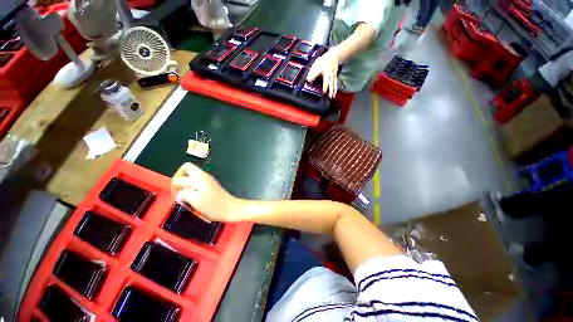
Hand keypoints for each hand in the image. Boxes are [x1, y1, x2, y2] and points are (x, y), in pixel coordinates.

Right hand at [171, 162, 238, 221]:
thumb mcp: (197, 202)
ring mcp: (208, 180)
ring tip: (186, 196)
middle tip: (179, 191)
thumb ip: (185, 194)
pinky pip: (196, 182)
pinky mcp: (210, 185)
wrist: (231, 208)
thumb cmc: (214, 207)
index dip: (176, 183)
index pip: (182, 171)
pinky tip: (193, 198)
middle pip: (187, 168)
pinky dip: (191, 187)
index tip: (177, 194)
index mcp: (200, 178)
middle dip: (179, 178)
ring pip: (191, 176)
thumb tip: (179, 193)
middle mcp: (204, 176)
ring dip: (185, 184)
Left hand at [306, 47, 340, 98]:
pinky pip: (335, 84)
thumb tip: (307, 79)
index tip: (309, 80)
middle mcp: (327, 73)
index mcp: (322, 68)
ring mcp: (332, 75)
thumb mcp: (316, 63)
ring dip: (331, 91)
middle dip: (325, 87)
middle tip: (324, 92)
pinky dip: (335, 89)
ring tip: (331, 96)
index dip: (313, 76)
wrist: (335, 55)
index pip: (316, 73)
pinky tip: (334, 94)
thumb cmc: (324, 60)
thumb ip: (311, 71)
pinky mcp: (335, 77)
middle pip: (326, 81)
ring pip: (332, 84)